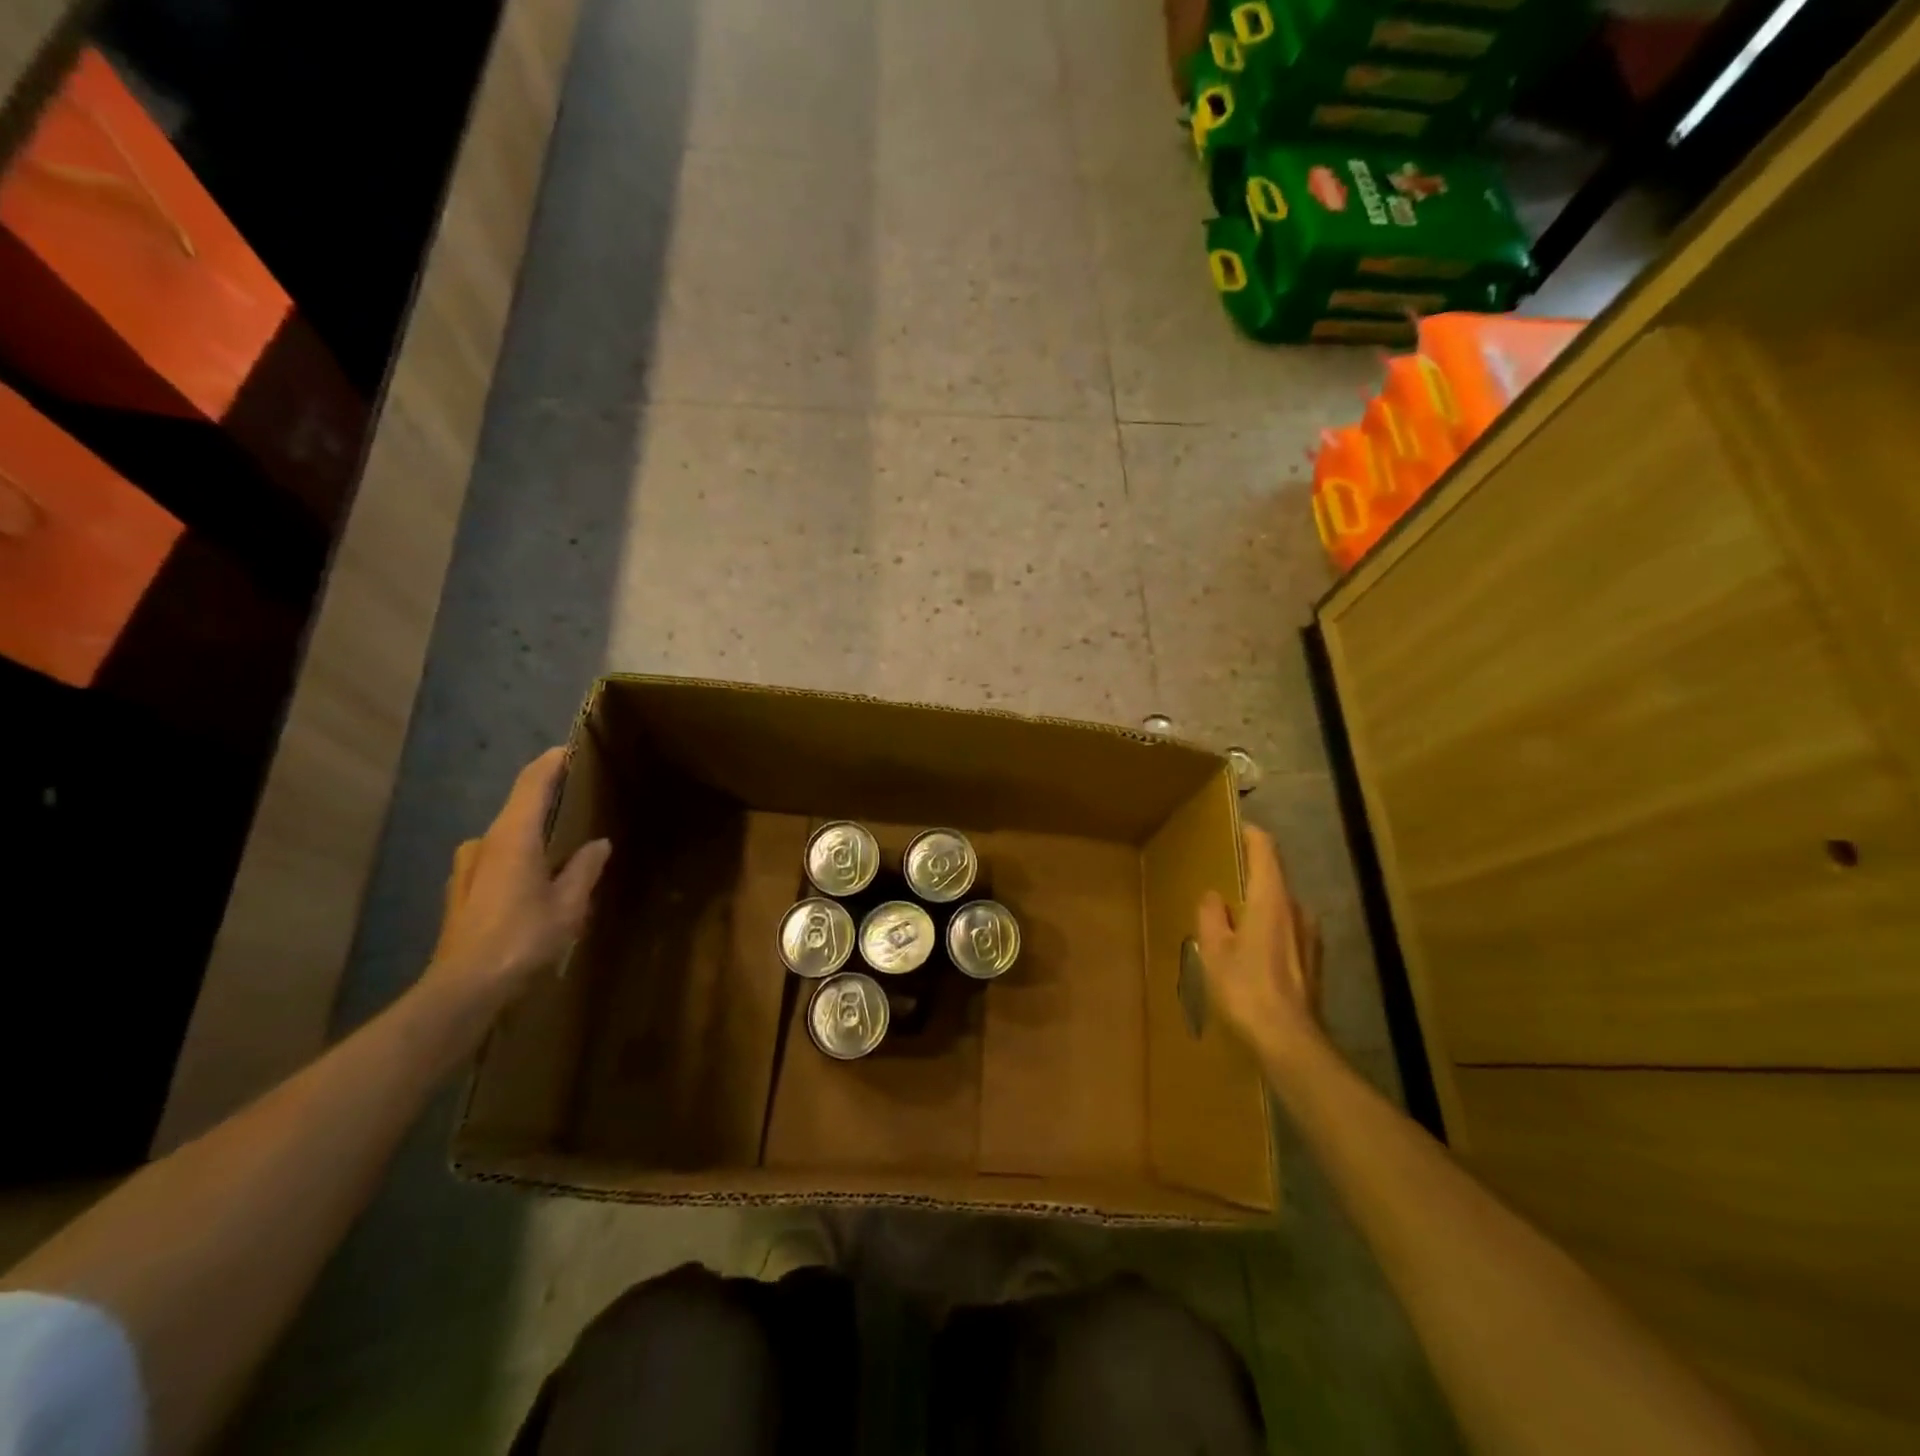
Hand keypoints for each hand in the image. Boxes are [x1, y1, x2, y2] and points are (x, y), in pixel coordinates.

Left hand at [427, 748, 610, 1006]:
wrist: (464, 988)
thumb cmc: (522, 939)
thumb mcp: (568, 906)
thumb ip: (584, 869)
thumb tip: (598, 844)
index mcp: (513, 838)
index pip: (532, 784)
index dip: (550, 763)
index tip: (569, 748)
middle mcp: (485, 843)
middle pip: (517, 807)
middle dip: (544, 797)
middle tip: (576, 797)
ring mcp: (467, 867)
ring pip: (505, 835)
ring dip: (530, 830)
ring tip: (559, 842)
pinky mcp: (462, 891)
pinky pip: (495, 857)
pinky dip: (517, 854)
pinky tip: (533, 877)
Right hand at [1196, 826, 1324, 1065]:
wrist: (1290, 1041)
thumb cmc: (1247, 988)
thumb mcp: (1215, 950)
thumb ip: (1212, 916)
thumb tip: (1214, 896)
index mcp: (1272, 899)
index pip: (1266, 851)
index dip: (1252, 835)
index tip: (1235, 829)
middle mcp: (1297, 910)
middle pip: (1274, 880)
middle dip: (1250, 878)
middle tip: (1223, 885)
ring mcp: (1311, 936)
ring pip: (1282, 909)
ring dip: (1260, 908)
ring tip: (1234, 924)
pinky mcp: (1315, 961)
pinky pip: (1288, 932)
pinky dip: (1270, 931)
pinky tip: (1252, 954)